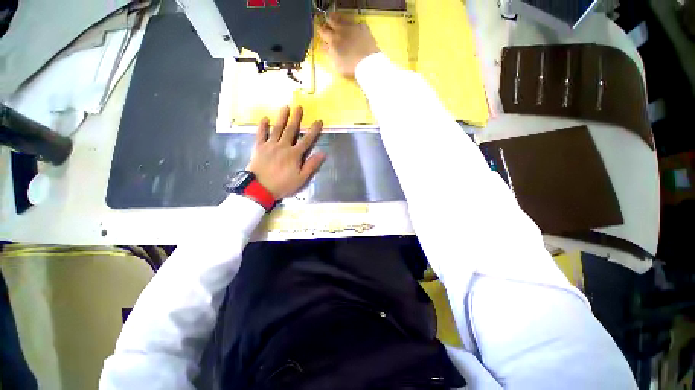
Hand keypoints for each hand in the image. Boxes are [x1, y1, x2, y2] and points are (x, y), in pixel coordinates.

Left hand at [247, 106, 325, 198]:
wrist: (259, 188)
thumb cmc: (282, 185)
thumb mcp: (301, 179)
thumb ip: (311, 165)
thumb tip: (323, 154)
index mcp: (294, 154)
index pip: (307, 140)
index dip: (314, 130)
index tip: (318, 121)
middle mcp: (283, 146)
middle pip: (291, 130)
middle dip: (296, 118)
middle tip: (299, 106)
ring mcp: (270, 145)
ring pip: (277, 129)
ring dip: (282, 117)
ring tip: (285, 106)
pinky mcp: (259, 147)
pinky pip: (260, 134)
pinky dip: (262, 126)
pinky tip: (265, 118)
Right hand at [318, 13, 379, 78]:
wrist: (367, 63)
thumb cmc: (349, 66)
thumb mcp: (336, 64)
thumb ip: (329, 54)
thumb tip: (324, 47)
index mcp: (333, 39)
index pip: (323, 31)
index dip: (321, 31)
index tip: (321, 32)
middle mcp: (341, 30)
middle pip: (332, 20)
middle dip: (329, 21)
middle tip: (328, 23)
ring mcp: (353, 27)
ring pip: (344, 19)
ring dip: (340, 20)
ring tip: (339, 22)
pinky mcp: (363, 29)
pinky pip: (356, 24)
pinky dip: (353, 26)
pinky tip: (354, 30)